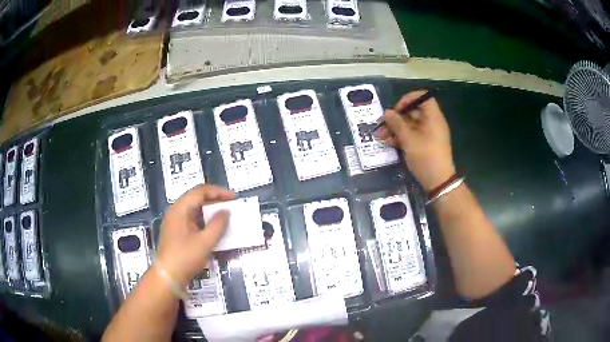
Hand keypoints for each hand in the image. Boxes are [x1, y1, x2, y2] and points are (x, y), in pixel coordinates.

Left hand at [155, 185, 234, 286]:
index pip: (200, 191)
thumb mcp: (205, 242)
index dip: (218, 191)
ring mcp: (175, 223)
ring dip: (210, 211)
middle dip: (215, 200)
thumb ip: (217, 225)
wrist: (167, 277)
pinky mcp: (177, 233)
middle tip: (231, 206)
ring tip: (225, 216)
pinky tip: (214, 229)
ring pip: (195, 210)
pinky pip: (193, 221)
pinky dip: (205, 221)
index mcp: (180, 209)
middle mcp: (176, 212)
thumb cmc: (185, 258)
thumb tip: (226, 211)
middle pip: (196, 198)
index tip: (234, 198)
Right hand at [376, 90, 455, 190]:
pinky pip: (412, 135)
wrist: (438, 182)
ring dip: (395, 129)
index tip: (396, 109)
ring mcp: (429, 134)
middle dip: (396, 118)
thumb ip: (397, 124)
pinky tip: (389, 142)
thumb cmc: (426, 157)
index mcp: (433, 117)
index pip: (423, 97)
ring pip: (410, 125)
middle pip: (413, 112)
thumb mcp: (409, 140)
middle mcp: (432, 123)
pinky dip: (401, 137)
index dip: (408, 99)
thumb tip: (387, 112)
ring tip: (381, 137)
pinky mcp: (425, 144)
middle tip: (382, 125)